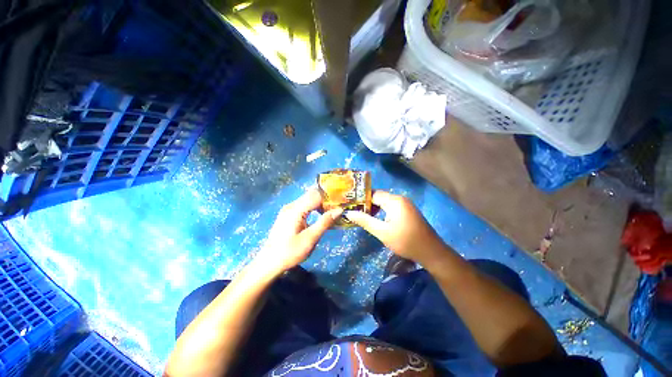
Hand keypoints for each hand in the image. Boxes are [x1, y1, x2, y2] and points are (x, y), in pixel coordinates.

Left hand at [254, 189, 341, 275]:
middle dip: (326, 199)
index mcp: (296, 210)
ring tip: (331, 211)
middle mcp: (291, 205)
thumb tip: (339, 210)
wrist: (269, 262)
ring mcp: (288, 209)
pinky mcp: (287, 214)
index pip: (316, 195)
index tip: (341, 202)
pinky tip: (319, 215)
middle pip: (311, 195)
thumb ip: (324, 222)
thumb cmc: (290, 252)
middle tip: (338, 206)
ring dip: (320, 203)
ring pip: (307, 199)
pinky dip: (313, 207)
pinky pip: (303, 205)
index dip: (330, 197)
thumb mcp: (310, 239)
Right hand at [344, 191, 444, 262]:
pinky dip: (382, 211)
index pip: (373, 194)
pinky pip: (391, 206)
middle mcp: (400, 199)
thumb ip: (365, 221)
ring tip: (362, 216)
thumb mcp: (382, 232)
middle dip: (366, 204)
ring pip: (384, 202)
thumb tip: (349, 213)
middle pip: (379, 196)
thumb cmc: (405, 241)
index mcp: (394, 201)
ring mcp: (405, 204)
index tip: (350, 206)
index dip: (361, 199)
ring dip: (374, 208)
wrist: (432, 252)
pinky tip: (376, 219)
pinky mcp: (408, 211)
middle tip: (354, 212)